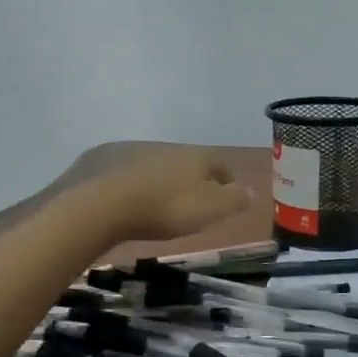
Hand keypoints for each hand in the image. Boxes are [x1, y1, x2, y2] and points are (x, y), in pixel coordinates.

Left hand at [79, 146, 253, 242]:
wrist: (105, 203)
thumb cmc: (167, 207)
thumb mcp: (210, 209)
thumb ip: (234, 199)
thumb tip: (253, 191)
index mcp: (196, 155)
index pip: (219, 163)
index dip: (227, 178)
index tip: (230, 192)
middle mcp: (167, 147)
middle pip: (188, 161)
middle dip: (193, 178)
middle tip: (196, 199)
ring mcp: (133, 151)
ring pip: (157, 165)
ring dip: (163, 180)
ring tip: (162, 202)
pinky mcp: (104, 162)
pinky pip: (128, 173)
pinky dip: (135, 184)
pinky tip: (130, 200)